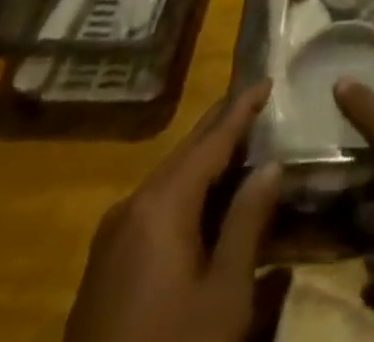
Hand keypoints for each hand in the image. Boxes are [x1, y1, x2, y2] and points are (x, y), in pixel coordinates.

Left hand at [65, 82, 280, 341]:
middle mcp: (132, 206)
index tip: (266, 79)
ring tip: (240, 151)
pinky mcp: (103, 269)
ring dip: (205, 164)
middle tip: (257, 106)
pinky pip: (152, 210)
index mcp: (161, 203)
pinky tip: (206, 207)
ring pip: (168, 181)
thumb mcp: (225, 295)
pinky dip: (185, 195)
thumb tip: (270, 166)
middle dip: (222, 129)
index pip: (211, 140)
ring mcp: (111, 237)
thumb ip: (247, 222)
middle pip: (186, 154)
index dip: (241, 109)